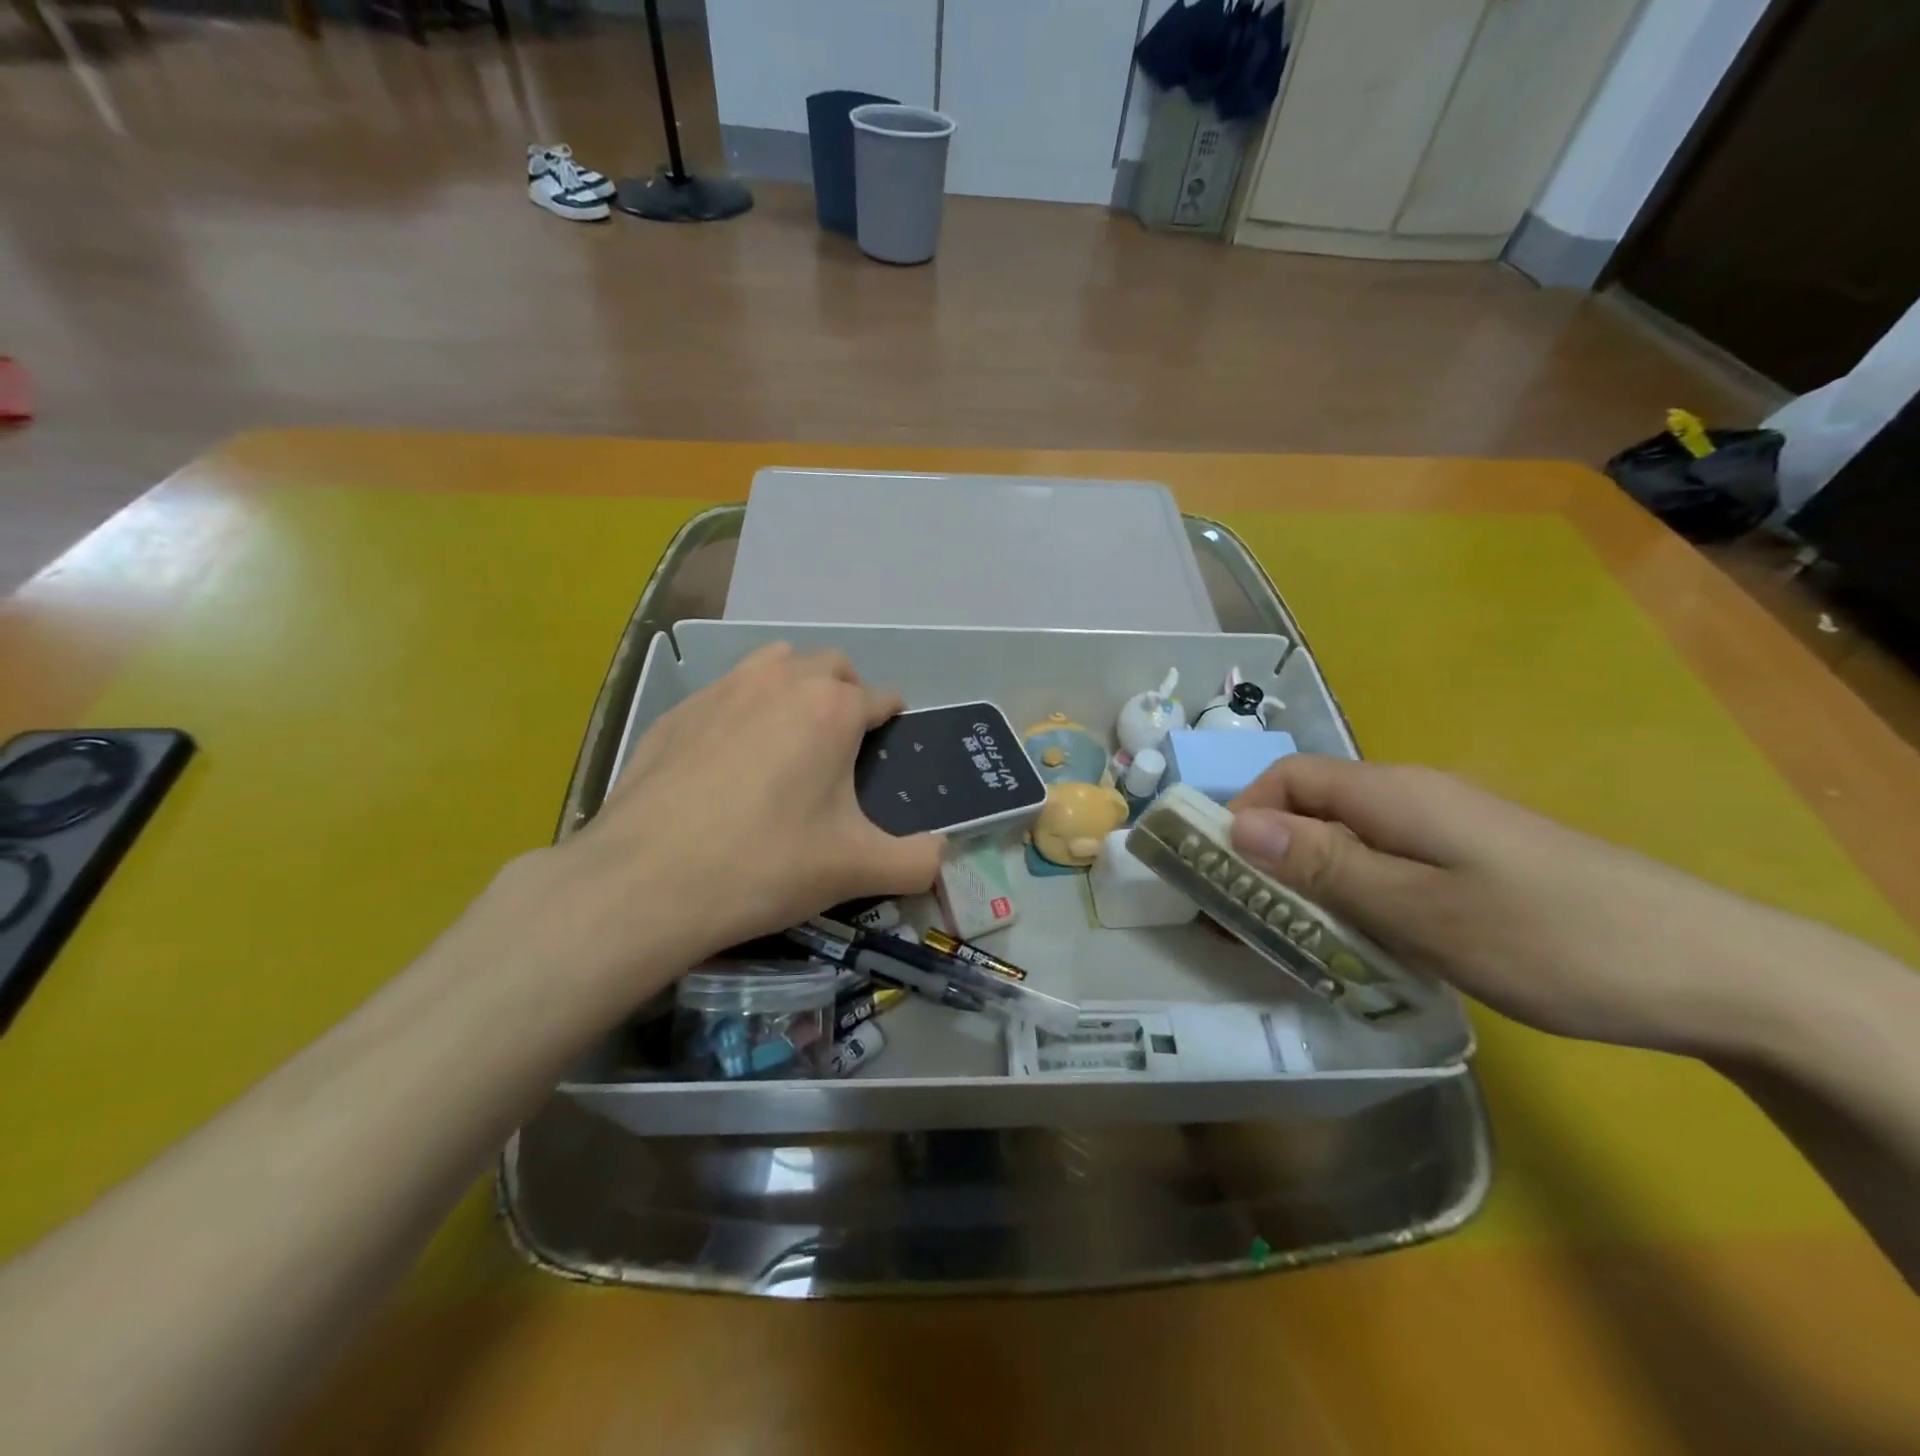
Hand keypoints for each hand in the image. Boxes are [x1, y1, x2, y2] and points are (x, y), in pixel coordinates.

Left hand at [509, 644, 940, 999]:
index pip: (881, 697)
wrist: (645, 882)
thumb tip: (941, 855)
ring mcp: (721, 690)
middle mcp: (780, 681)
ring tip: (788, 741)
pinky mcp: (676, 711)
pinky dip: (742, 711)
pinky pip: (725, 693)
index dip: (893, 721)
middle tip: (841, 747)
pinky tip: (727, 764)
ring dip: (793, 687)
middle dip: (846, 693)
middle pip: (830, 666)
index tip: (889, 751)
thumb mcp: (857, 870)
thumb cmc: (765, 865)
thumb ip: (918, 860)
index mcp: (831, 708)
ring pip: (774, 664)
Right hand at [1228, 755, 1813, 1052]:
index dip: (1242, 816)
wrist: (1713, 972)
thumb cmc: (1549, 937)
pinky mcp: (1469, 864)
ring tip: (1294, 942)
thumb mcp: (1419, 909)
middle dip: (1266, 857)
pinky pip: (1384, 867)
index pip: (1288, 779)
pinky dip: (1352, 898)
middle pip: (1311, 808)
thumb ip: (1325, 865)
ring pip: (1346, 842)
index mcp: (1392, 794)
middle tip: (1247, 923)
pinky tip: (1362, 945)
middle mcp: (1411, 798)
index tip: (1219, 876)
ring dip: (1307, 884)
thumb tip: (1238, 824)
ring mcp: (1445, 831)